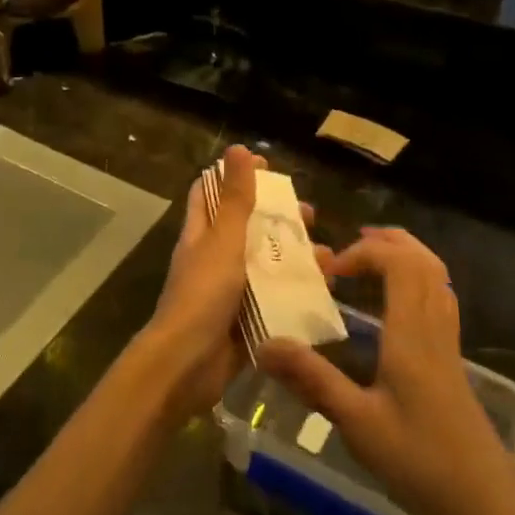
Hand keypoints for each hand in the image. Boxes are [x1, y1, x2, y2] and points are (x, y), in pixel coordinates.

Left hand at [139, 146, 310, 421]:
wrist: (187, 366)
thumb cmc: (202, 295)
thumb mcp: (223, 241)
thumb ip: (235, 199)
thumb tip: (238, 148)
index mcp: (202, 235)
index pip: (212, 193)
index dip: (234, 176)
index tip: (267, 167)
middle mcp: (214, 259)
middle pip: (246, 228)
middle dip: (277, 218)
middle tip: (309, 214)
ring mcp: (230, 291)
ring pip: (266, 264)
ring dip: (294, 256)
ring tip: (327, 255)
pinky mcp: (246, 321)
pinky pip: (275, 299)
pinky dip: (297, 292)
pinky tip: (325, 289)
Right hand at [257, 227, 514, 514]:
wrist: (486, 502)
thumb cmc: (420, 461)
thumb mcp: (358, 423)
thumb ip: (313, 380)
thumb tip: (265, 345)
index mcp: (412, 332)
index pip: (398, 263)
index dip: (364, 252)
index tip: (330, 271)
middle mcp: (434, 325)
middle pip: (422, 259)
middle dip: (386, 242)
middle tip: (348, 249)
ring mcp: (448, 339)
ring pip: (436, 274)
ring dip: (404, 255)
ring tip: (369, 260)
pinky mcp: (453, 356)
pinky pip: (440, 294)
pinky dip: (417, 277)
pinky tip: (396, 299)